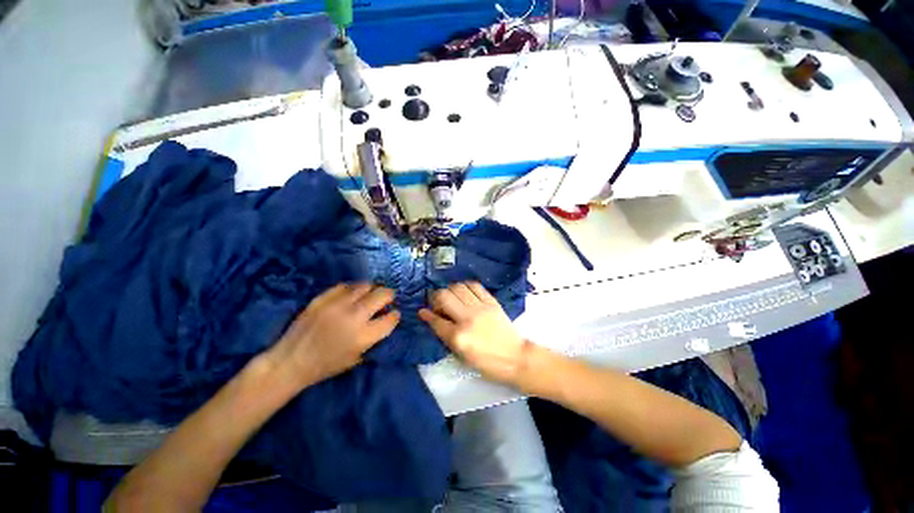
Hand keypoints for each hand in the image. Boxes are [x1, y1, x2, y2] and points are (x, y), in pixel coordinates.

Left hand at [266, 283, 399, 390]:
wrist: (291, 361)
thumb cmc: (326, 365)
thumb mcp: (357, 358)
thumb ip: (374, 338)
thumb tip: (385, 321)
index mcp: (363, 336)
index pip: (390, 319)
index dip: (395, 315)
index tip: (394, 314)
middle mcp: (353, 317)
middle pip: (381, 295)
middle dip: (389, 295)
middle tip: (387, 298)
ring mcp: (336, 305)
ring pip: (364, 286)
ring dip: (372, 289)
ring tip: (370, 293)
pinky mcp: (322, 299)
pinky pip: (344, 286)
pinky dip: (352, 289)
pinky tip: (352, 294)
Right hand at [419, 282, 529, 385]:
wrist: (515, 357)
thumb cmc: (486, 362)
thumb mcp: (461, 355)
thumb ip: (445, 335)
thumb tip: (432, 319)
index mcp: (459, 337)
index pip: (436, 320)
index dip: (427, 315)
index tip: (422, 311)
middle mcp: (467, 318)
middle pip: (444, 296)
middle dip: (437, 298)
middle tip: (440, 305)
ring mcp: (481, 308)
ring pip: (458, 287)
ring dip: (450, 290)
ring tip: (453, 298)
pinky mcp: (492, 301)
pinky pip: (475, 285)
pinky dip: (466, 286)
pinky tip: (465, 293)